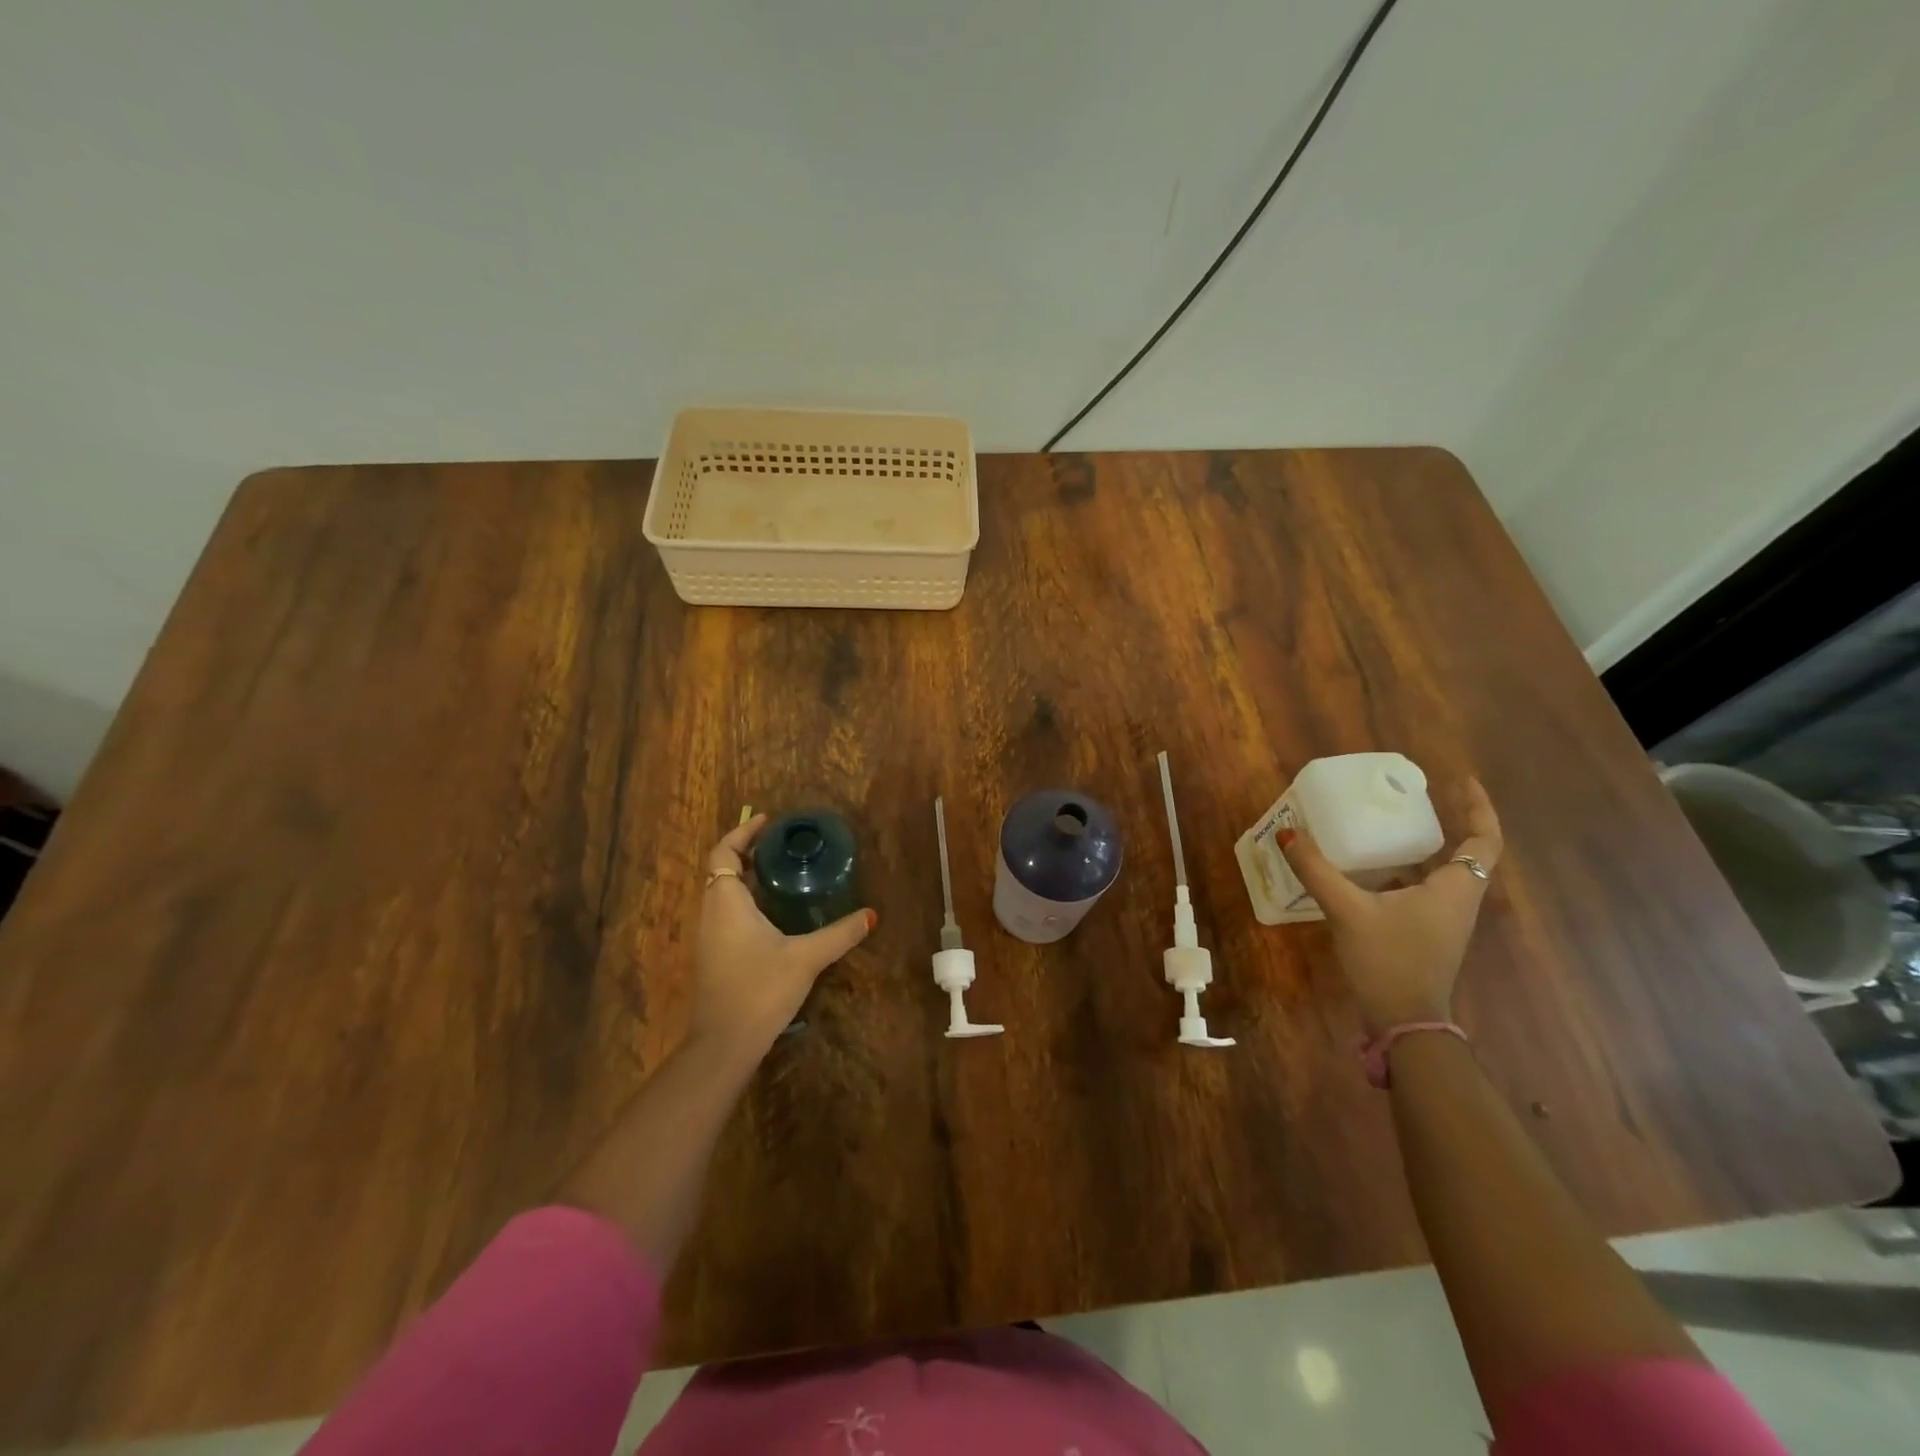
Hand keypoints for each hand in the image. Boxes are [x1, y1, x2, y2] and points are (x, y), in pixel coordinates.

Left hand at [691, 814, 876, 1054]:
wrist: (723, 1044)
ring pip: (721, 893)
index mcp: (726, 902)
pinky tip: (773, 914)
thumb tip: (871, 914)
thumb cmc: (760, 989)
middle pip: (721, 870)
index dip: (742, 832)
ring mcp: (708, 937)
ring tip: (781, 872)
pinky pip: (725, 913)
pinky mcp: (712, 956)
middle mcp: (711, 913)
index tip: (768, 822)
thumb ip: (839, 934)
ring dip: (745, 877)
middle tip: (781, 845)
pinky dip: (744, 900)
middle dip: (747, 852)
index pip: (724, 852)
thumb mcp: (806, 957)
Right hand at [1279, 778, 1502, 1028]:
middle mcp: (1458, 901)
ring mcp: (1444, 921)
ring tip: (1388, 828)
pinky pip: (1422, 891)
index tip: (1461, 780)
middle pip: (1466, 854)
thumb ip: (1317, 870)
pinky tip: (1368, 871)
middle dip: (1447, 823)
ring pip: (1442, 874)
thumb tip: (1287, 833)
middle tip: (1414, 799)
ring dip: (1422, 849)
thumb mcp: (1347, 910)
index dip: (1478, 808)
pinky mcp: (1427, 934)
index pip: (1484, 840)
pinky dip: (1403, 873)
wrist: (1404, 1022)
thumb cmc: (1389, 960)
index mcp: (1455, 889)